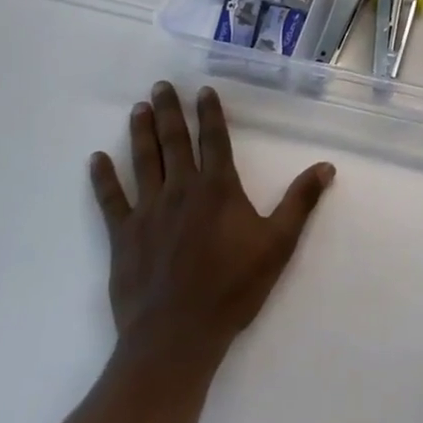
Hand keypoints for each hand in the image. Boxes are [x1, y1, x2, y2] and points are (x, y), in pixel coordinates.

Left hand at [90, 82, 334, 365]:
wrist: (177, 337)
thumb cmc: (232, 288)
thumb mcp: (278, 244)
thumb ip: (300, 202)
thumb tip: (326, 166)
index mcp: (218, 188)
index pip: (214, 139)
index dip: (210, 112)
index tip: (203, 89)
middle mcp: (181, 189)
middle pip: (174, 141)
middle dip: (169, 110)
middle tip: (160, 86)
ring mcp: (148, 210)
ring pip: (144, 161)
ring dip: (141, 132)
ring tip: (138, 108)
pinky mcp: (124, 235)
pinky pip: (111, 199)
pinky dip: (103, 178)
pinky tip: (96, 159)